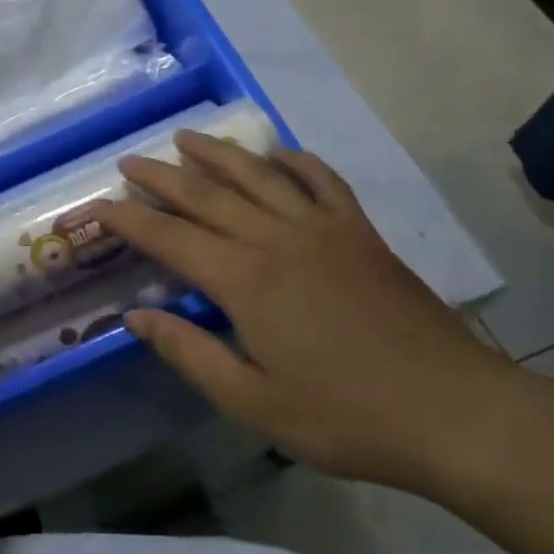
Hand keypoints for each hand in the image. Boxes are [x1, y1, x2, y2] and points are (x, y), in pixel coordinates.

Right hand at [90, 132, 522, 495]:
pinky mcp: (361, 233)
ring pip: (260, 175)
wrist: (454, 411)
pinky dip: (295, 161)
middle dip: (162, 176)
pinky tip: (277, 154)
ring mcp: (324, 230)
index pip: (171, 238)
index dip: (130, 220)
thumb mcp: (252, 401)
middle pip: (207, 195)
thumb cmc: (345, 416)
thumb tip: (135, 316)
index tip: (99, 207)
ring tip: (186, 137)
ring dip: (219, 153)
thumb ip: (189, 352)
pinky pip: (322, 181)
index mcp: (246, 281)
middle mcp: (278, 240)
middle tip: (129, 161)